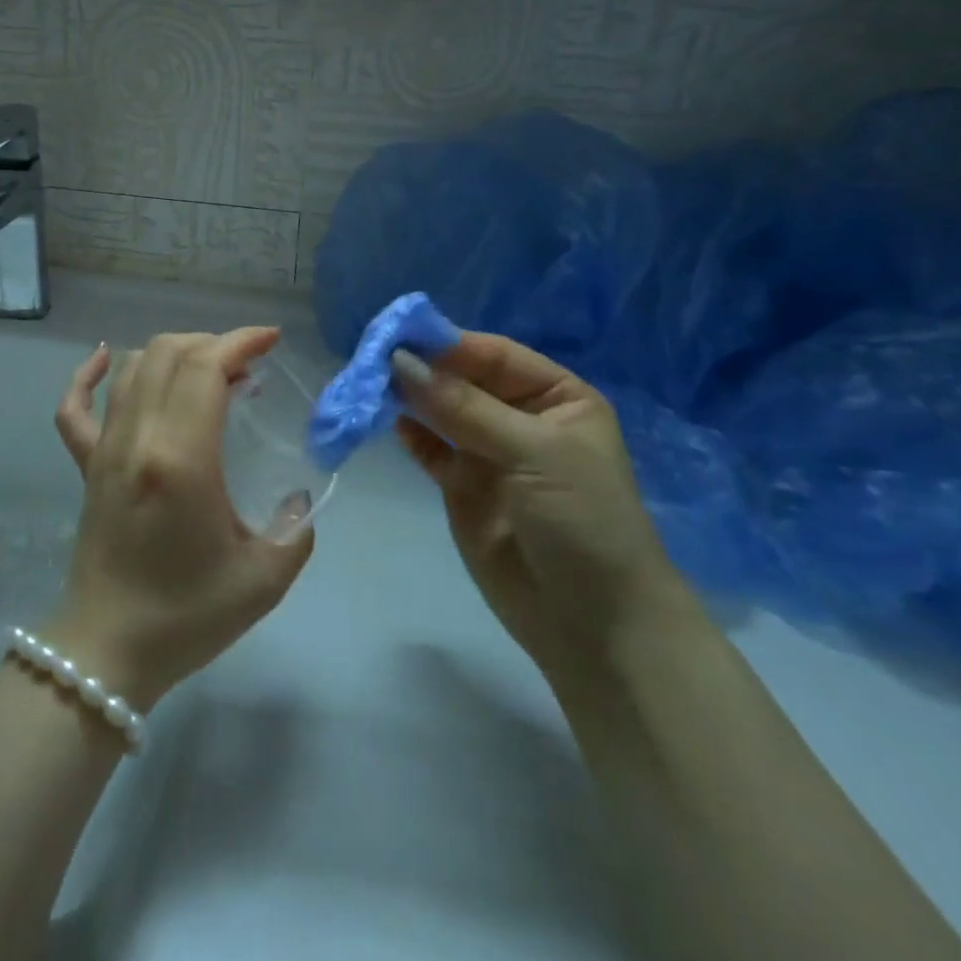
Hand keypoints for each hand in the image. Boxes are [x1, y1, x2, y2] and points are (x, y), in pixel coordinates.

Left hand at [48, 329, 315, 710]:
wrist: (108, 650)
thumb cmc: (187, 616)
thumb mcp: (263, 578)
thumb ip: (295, 529)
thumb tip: (297, 497)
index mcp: (181, 459)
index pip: (205, 368)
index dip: (239, 342)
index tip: (270, 341)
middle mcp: (137, 439)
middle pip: (168, 354)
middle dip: (213, 343)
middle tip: (246, 364)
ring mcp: (104, 449)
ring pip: (130, 368)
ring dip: (172, 352)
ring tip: (206, 370)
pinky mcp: (86, 465)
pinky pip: (74, 407)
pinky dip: (87, 374)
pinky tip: (105, 359)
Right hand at [393, 333, 693, 670]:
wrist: (593, 624)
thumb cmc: (582, 520)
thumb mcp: (534, 452)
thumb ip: (464, 407)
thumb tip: (400, 363)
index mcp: (555, 397)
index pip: (492, 355)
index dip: (446, 344)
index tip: (396, 336)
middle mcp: (520, 417)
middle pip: (461, 379)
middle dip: (421, 370)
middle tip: (371, 360)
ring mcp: (488, 452)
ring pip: (440, 411)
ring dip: (408, 398)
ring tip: (367, 386)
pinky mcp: (462, 485)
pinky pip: (429, 448)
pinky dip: (408, 433)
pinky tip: (385, 420)